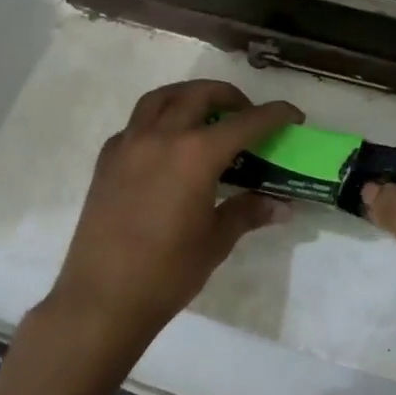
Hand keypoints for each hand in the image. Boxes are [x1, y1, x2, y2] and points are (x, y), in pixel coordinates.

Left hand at [50, 80, 301, 349]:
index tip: (293, 115)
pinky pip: (135, 124)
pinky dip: (156, 121)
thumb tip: (282, 205)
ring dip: (188, 96)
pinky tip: (166, 145)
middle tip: (246, 113)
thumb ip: (248, 212)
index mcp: (196, 155)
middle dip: (229, 96)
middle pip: (199, 95)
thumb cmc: (167, 272)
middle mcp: (161, 137)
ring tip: (204, 113)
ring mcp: (128, 145)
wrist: (102, 299)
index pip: (245, 122)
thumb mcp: (216, 240)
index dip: (275, 115)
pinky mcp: (106, 160)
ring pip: (160, 98)